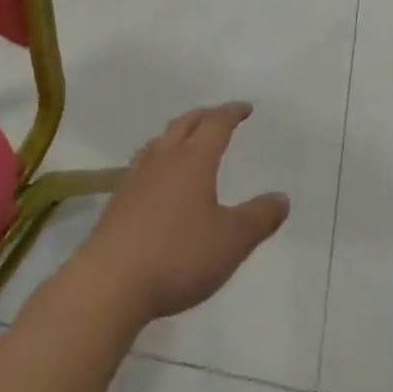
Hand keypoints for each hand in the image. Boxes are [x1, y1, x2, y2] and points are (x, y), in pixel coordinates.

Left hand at [75, 103, 289, 323]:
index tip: (244, 108)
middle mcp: (164, 159)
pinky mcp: (118, 201)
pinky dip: (157, 158)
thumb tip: (282, 197)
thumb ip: (259, 218)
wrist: (110, 283)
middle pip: (185, 124)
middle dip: (204, 116)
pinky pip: (143, 164)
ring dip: (177, 133)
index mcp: (194, 160)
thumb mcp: (231, 241)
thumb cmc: (178, 256)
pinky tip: (156, 178)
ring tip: (186, 140)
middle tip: (218, 116)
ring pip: (160, 142)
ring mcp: (136, 178)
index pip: (216, 124)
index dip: (232, 113)